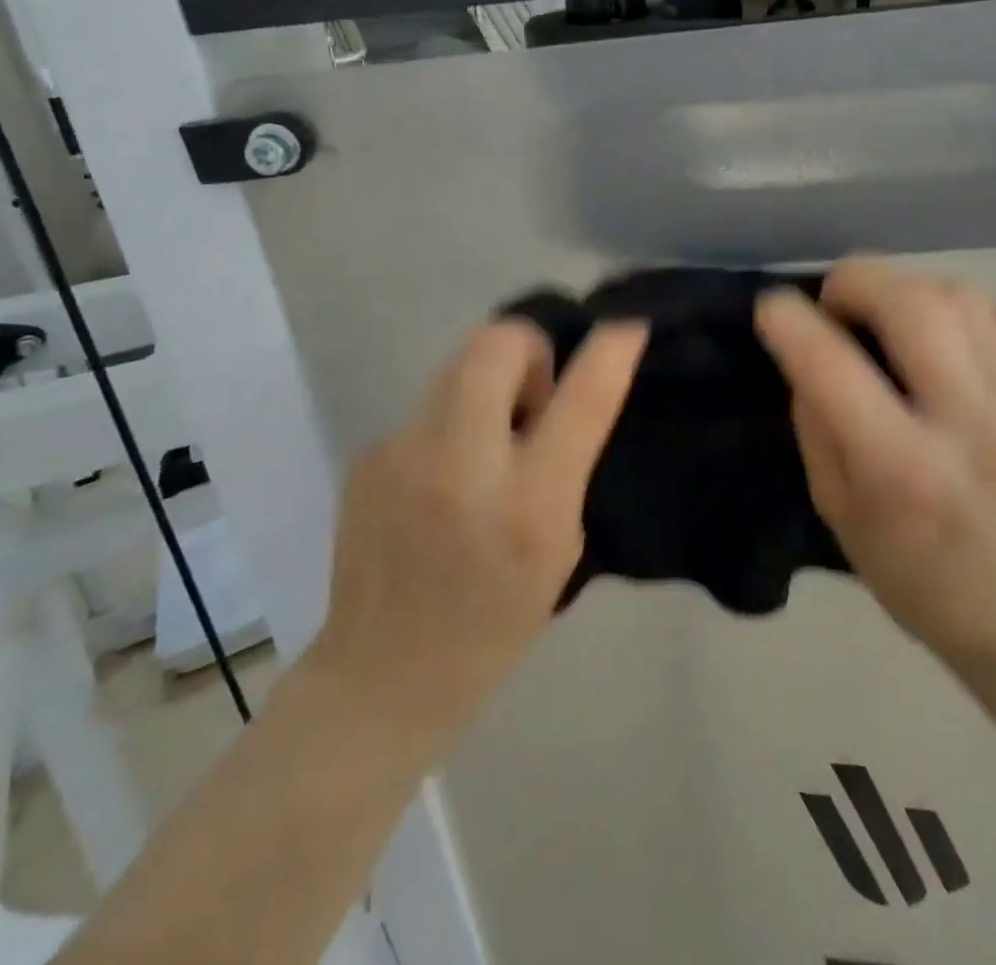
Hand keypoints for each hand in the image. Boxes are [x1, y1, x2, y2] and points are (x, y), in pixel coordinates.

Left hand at [307, 319, 647, 753]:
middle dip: (528, 347)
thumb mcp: (558, 547)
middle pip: (496, 342)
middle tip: (534, 396)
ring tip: (488, 436)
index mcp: (528, 504)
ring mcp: (402, 454)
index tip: (627, 320)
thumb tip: (558, 396)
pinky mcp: (367, 455)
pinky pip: (426, 407)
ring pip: (456, 364)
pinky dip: (450, 422)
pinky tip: (441, 474)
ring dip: (487, 382)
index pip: (582, 399)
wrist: (382, 675)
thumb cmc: (493, 623)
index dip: (611, 348)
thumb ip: (564, 465)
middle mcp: (461, 466)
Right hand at [756, 261, 995, 681]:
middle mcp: (970, 425)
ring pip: (961, 295)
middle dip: (857, 280)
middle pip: (914, 304)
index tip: (771, 308)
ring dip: (906, 290)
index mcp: (903, 470)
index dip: (790, 323)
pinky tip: (942, 339)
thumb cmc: (915, 574)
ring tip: (886, 318)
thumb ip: (818, 422)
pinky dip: (959, 308)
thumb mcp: (837, 510)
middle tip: (834, 302)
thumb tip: (809, 350)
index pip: (833, 368)